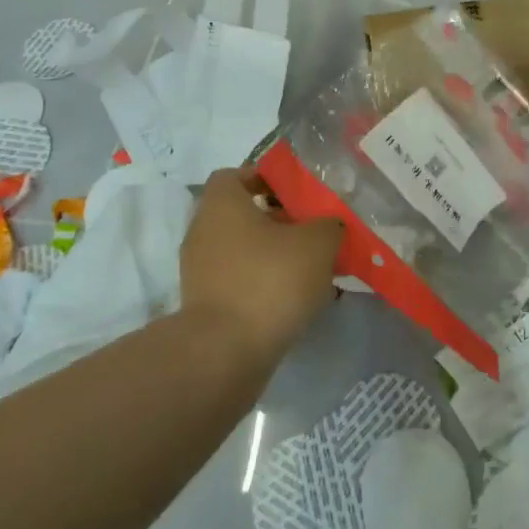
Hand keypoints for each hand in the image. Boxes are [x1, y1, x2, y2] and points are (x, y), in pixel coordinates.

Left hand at [180, 169, 343, 360]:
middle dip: (277, 221)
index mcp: (222, 203)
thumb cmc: (269, 280)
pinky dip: (261, 285)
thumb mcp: (317, 243)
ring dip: (272, 255)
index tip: (297, 195)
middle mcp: (203, 230)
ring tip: (310, 269)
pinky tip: (292, 300)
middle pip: (242, 214)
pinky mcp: (204, 305)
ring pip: (242, 250)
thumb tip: (329, 225)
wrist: (225, 354)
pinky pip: (238, 282)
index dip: (267, 179)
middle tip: (312, 232)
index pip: (237, 175)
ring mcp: (199, 270)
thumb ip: (328, 225)